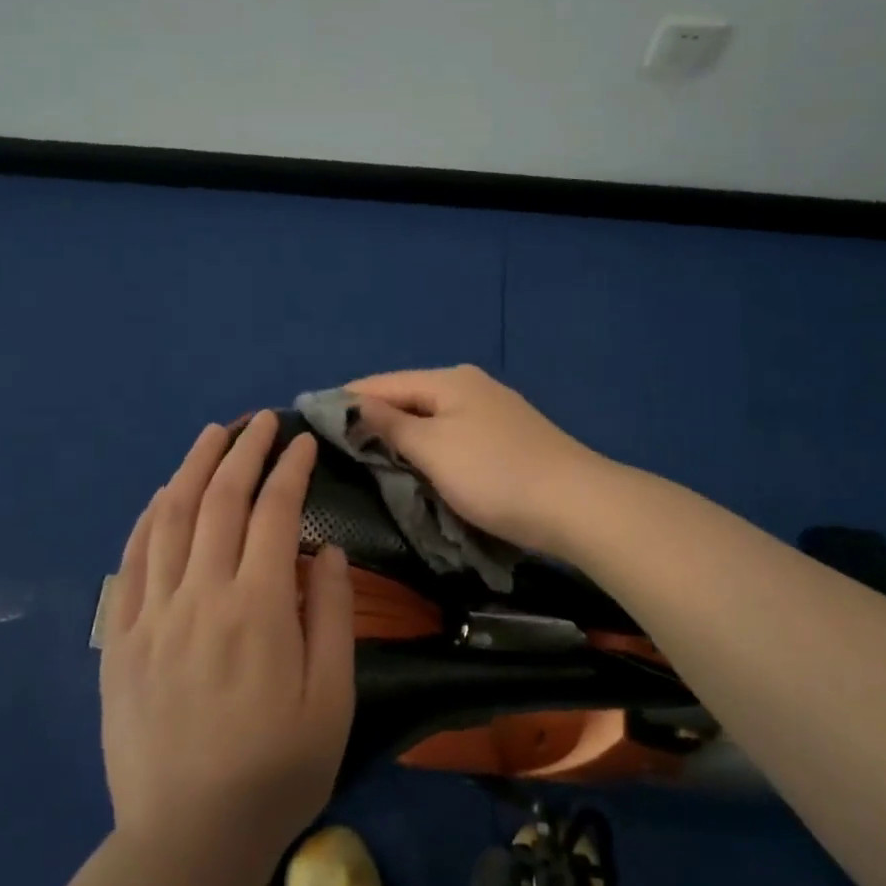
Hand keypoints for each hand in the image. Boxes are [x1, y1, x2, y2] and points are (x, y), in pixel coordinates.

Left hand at [100, 412, 355, 875]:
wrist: (187, 840)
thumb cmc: (276, 771)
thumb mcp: (332, 699)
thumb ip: (330, 614)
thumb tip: (321, 549)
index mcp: (257, 608)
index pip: (274, 512)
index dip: (291, 469)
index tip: (304, 442)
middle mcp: (200, 596)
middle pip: (219, 500)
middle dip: (244, 451)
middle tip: (262, 421)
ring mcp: (152, 614)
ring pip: (170, 518)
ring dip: (192, 468)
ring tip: (212, 434)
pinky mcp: (120, 639)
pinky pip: (131, 560)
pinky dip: (149, 517)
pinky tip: (162, 495)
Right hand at [347, 365, 604, 556]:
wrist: (576, 504)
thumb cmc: (495, 474)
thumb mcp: (433, 448)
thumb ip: (389, 425)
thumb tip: (351, 403)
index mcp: (449, 380)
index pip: (382, 383)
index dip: (345, 400)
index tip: (309, 418)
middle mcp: (470, 386)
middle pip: (407, 397)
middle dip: (372, 419)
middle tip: (334, 446)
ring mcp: (492, 411)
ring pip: (430, 419)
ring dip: (400, 436)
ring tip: (366, 457)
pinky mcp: (506, 438)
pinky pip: (452, 436)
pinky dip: (428, 448)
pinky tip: (416, 465)